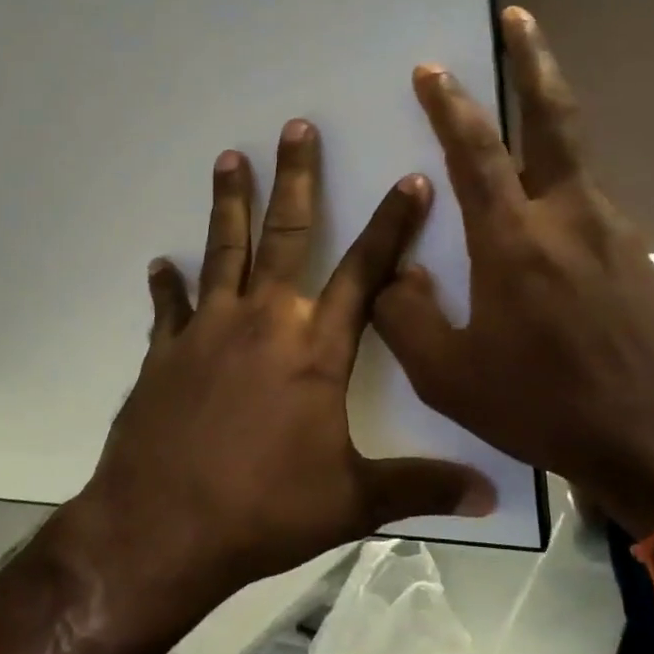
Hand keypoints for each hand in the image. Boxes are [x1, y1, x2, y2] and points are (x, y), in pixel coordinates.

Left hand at [64, 120, 496, 607]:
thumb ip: (420, 488)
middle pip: (287, 235)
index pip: (366, 272)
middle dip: (296, 178)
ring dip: (229, 203)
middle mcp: (263, 322)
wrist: (163, 527)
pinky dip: (167, 285)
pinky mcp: (165, 352)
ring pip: (223, 250)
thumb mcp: (352, 502)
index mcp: (316, 349)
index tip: (409, 180)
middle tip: (295, 126)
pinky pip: (169, 307)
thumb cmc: (264, 510)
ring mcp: (208, 330)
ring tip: (229, 158)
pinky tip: (161, 263)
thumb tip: (492, 497)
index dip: (392, 225)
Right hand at [373, 8, 653, 533]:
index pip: (475, 150)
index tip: (432, 68)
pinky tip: (544, 220)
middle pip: (553, 117)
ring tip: (517, 113)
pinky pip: (587, 203)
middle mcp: (568, 216)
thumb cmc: (543, 407)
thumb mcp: (448, 376)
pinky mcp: (638, 254)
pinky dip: (560, 186)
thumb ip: (405, 316)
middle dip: (532, 59)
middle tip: (518, 16)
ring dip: (546, 122)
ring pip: (574, 158)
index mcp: (513, 240)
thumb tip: (395, 273)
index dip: (449, 104)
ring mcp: (613, 230)